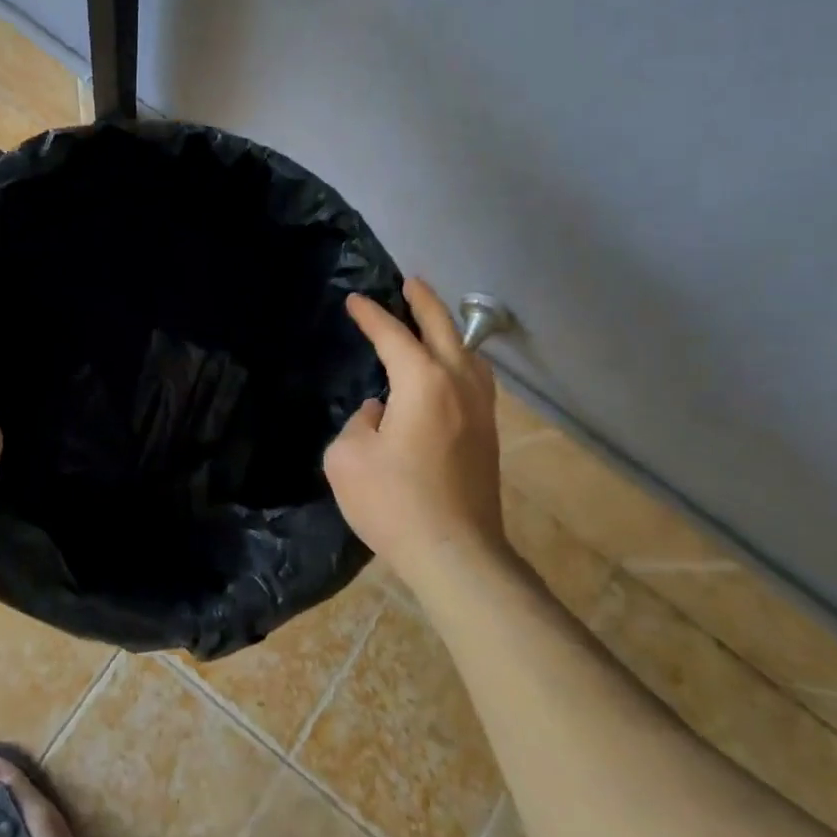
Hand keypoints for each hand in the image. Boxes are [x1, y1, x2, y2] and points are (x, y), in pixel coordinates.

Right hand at [323, 278, 504, 585]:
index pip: (393, 335)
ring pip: (468, 354)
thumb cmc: (394, 502)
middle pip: (444, 329)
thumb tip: (380, 413)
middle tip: (410, 282)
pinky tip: (450, 373)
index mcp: (423, 382)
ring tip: (433, 323)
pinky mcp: (488, 435)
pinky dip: (460, 360)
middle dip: (424, 302)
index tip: (355, 300)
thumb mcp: (348, 458)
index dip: (371, 315)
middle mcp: (458, 385)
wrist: (456, 554)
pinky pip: (476, 380)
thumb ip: (360, 422)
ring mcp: (480, 410)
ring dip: (449, 331)